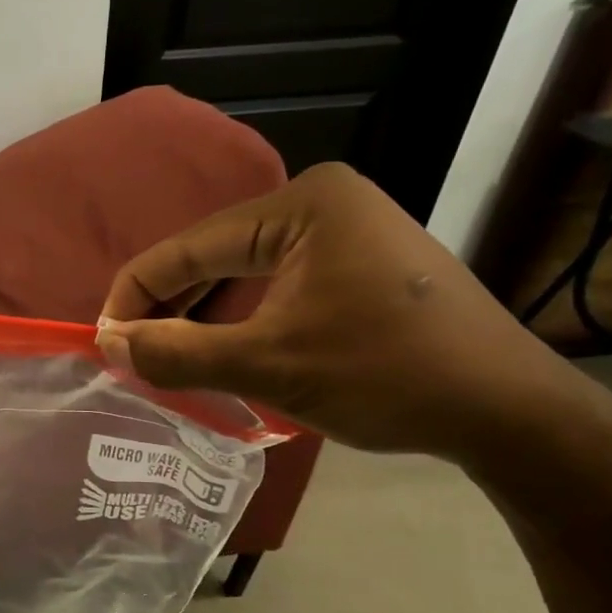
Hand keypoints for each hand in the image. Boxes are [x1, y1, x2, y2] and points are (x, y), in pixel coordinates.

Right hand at [96, 163, 582, 465]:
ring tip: (163, 355)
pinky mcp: (357, 260)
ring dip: (200, 313)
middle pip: (213, 254)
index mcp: (301, 204)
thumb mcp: (269, 366)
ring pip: (242, 270)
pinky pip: (275, 282)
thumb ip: (178, 352)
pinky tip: (217, 346)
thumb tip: (107, 343)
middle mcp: (320, 200)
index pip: (188, 246)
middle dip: (167, 306)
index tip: (102, 341)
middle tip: (129, 354)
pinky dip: (240, 315)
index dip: (135, 294)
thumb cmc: (387, 377)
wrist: (509, 412)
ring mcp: (344, 228)